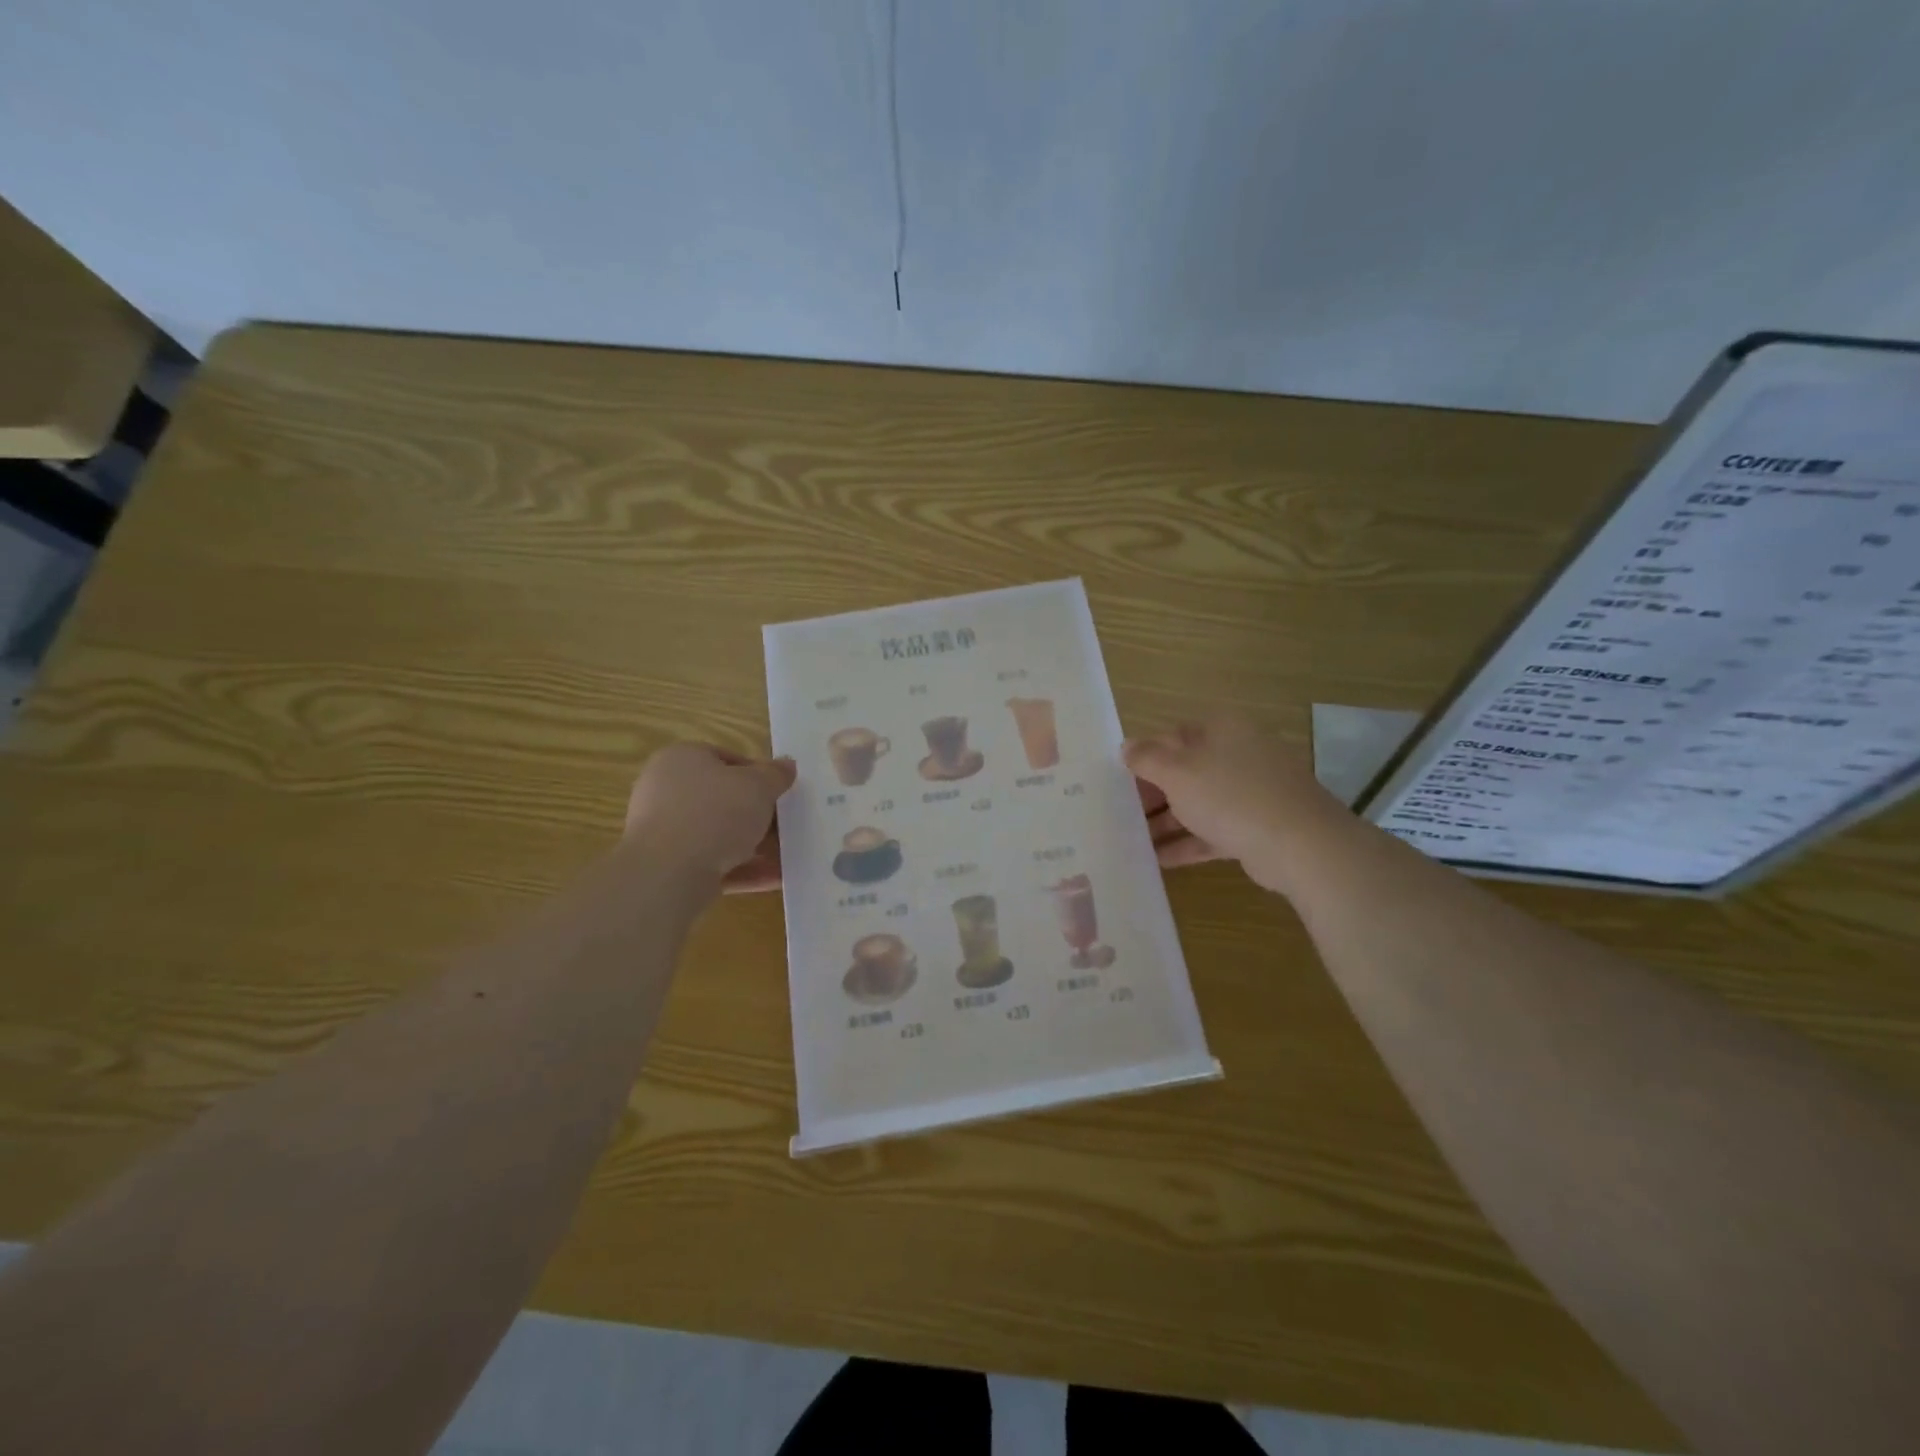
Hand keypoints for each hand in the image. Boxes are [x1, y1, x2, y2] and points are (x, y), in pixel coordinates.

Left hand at [624, 744, 795, 889]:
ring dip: (755, 846)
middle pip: (723, 799)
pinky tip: (776, 878)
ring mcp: (666, 832)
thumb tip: (786, 766)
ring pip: (720, 835)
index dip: (757, 773)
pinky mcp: (670, 868)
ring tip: (789, 856)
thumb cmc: (715, 812)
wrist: (668, 873)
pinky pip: (714, 863)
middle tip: (786, 824)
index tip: (779, 791)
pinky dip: (744, 869)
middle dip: (757, 814)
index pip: (724, 759)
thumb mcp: (758, 785)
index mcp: (681, 759)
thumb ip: (776, 775)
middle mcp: (667, 792)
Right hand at [1123, 715, 1354, 893]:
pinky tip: (1158, 860)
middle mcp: (1238, 755)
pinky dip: (1187, 843)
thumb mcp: (1177, 772)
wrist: (1300, 844)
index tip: (1118, 782)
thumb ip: (1147, 758)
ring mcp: (1251, 792)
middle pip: (1185, 771)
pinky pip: (1213, 832)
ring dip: (1166, 821)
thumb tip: (1126, 746)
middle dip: (1152, 794)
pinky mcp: (1257, 827)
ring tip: (1132, 841)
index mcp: (1221, 730)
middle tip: (1121, 815)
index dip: (1143, 757)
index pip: (1172, 736)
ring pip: (1198, 803)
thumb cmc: (1230, 795)